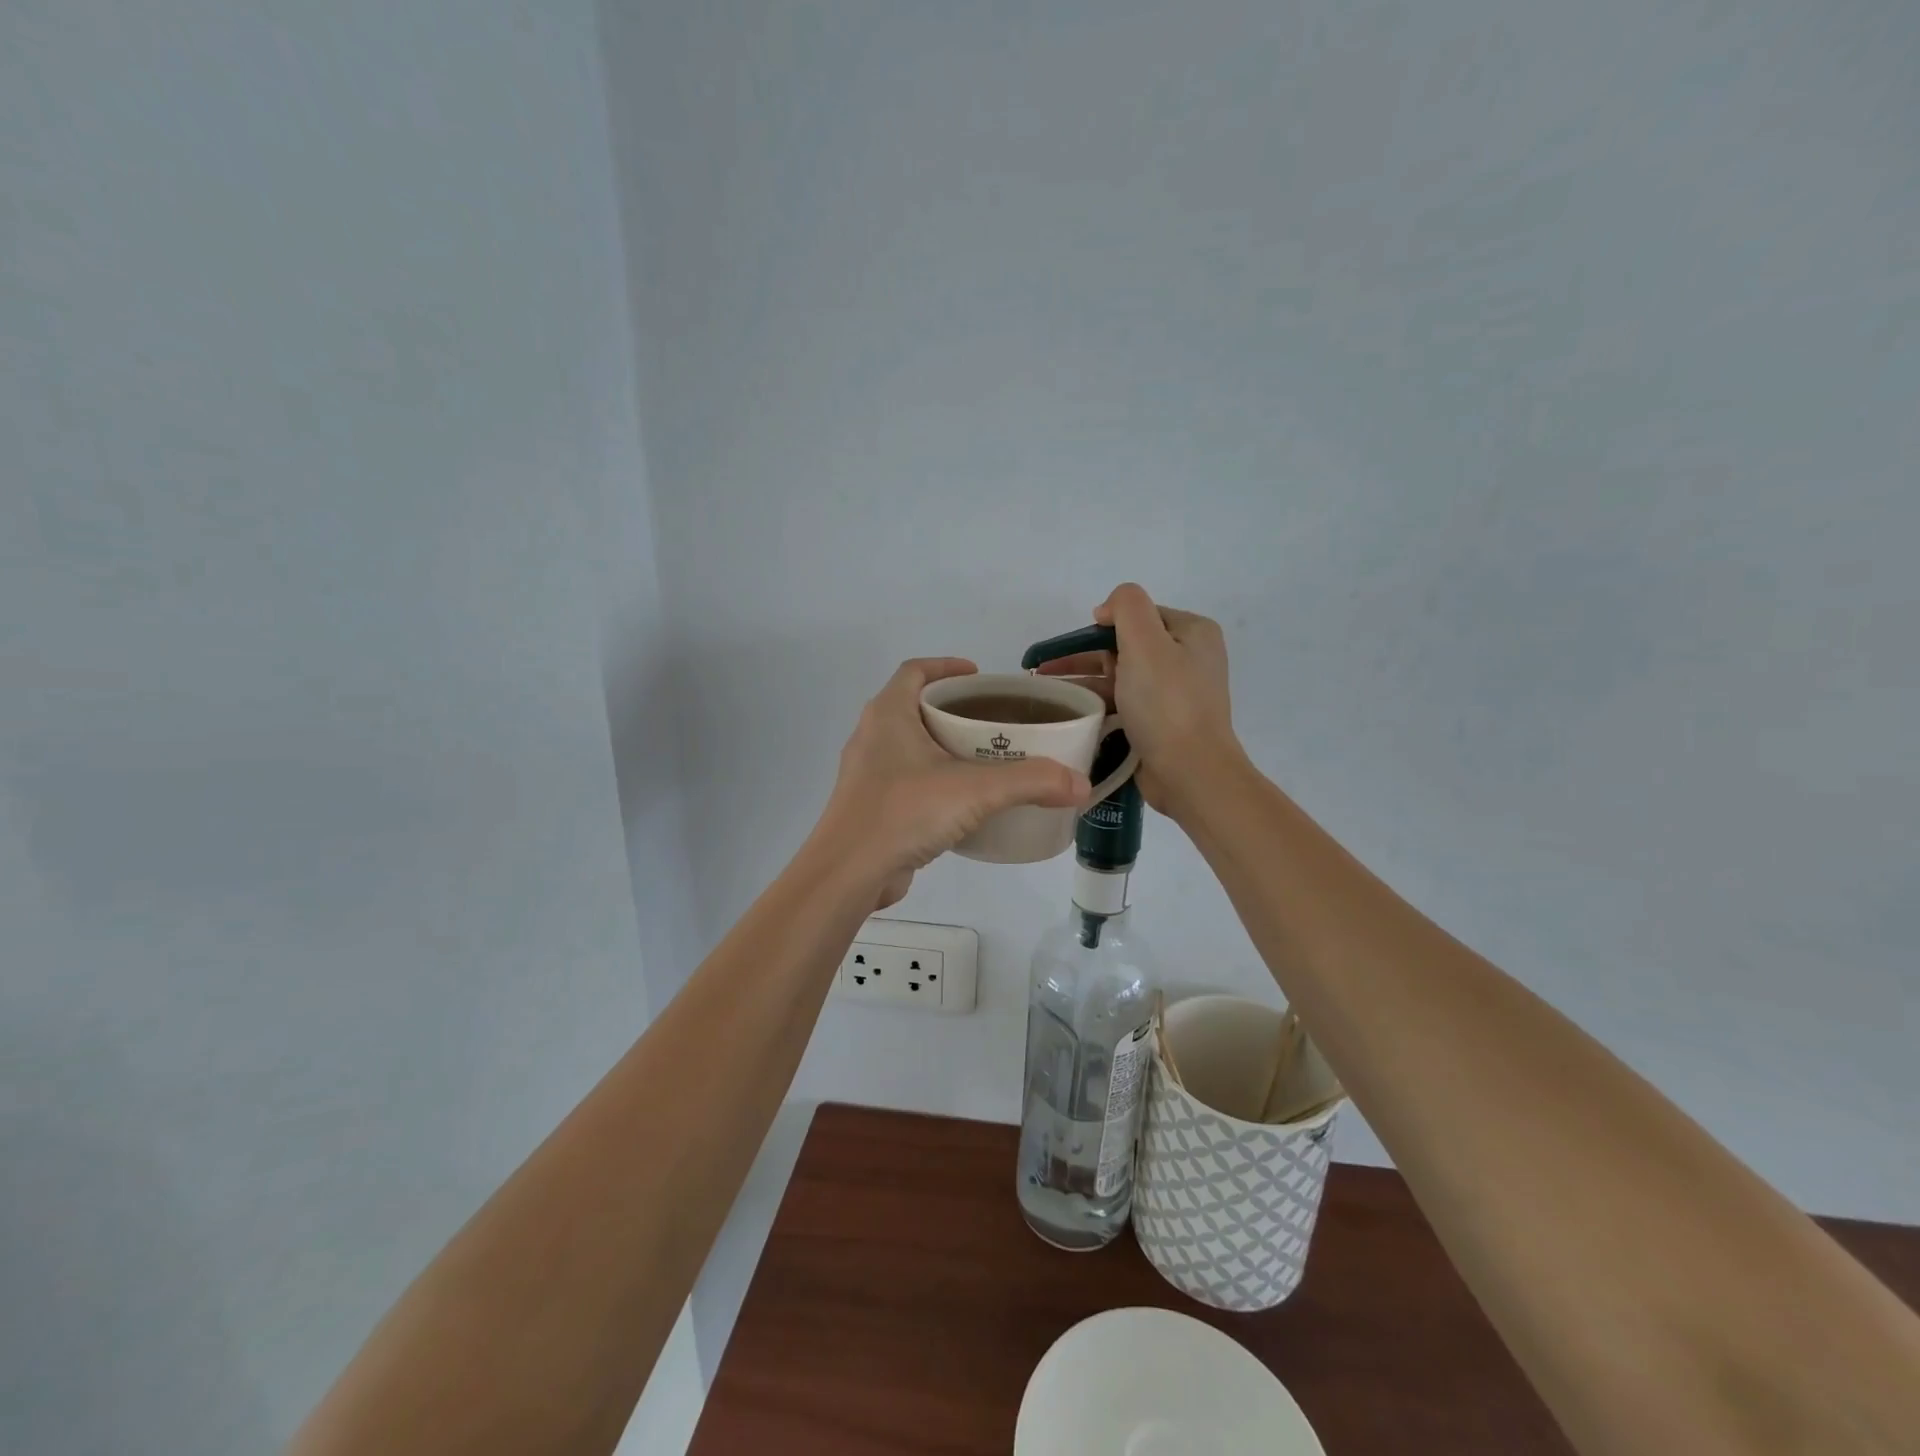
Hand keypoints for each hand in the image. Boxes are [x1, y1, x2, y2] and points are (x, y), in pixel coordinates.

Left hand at [815, 658, 1091, 908]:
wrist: (849, 873)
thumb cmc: (904, 812)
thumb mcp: (975, 791)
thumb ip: (1031, 782)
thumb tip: (1081, 783)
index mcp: (888, 714)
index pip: (915, 671)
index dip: (946, 666)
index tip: (978, 675)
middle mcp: (872, 737)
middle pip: (914, 707)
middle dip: (953, 710)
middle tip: (994, 722)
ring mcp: (868, 774)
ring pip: (910, 746)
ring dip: (943, 747)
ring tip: (985, 760)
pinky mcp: (871, 807)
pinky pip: (907, 780)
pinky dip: (935, 781)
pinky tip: (963, 802)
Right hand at [1037, 584, 1242, 816]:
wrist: (1190, 772)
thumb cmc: (1166, 704)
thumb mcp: (1146, 641)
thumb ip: (1126, 607)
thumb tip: (1106, 611)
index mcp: (1192, 632)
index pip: (1138, 614)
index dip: (1101, 625)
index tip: (1068, 647)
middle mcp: (1188, 657)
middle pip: (1126, 644)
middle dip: (1084, 655)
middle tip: (1045, 670)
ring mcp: (1176, 692)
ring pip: (1121, 675)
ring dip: (1085, 680)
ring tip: (1047, 693)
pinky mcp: (1162, 721)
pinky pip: (1124, 702)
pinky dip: (1099, 702)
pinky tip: (1072, 711)